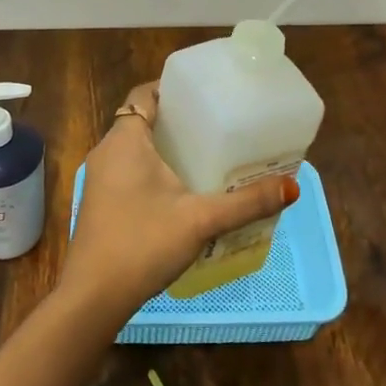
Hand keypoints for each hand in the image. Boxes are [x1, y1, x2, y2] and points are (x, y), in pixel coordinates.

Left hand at [61, 82, 299, 322]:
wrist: (94, 296)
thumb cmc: (144, 243)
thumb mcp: (201, 220)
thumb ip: (246, 202)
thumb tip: (292, 187)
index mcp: (125, 140)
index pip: (145, 94)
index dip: (172, 89)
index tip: (204, 94)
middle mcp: (107, 151)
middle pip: (142, 119)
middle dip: (176, 120)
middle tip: (215, 124)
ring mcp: (100, 179)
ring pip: (134, 148)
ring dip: (164, 147)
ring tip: (205, 154)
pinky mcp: (100, 202)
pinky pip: (128, 170)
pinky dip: (152, 169)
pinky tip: (180, 190)